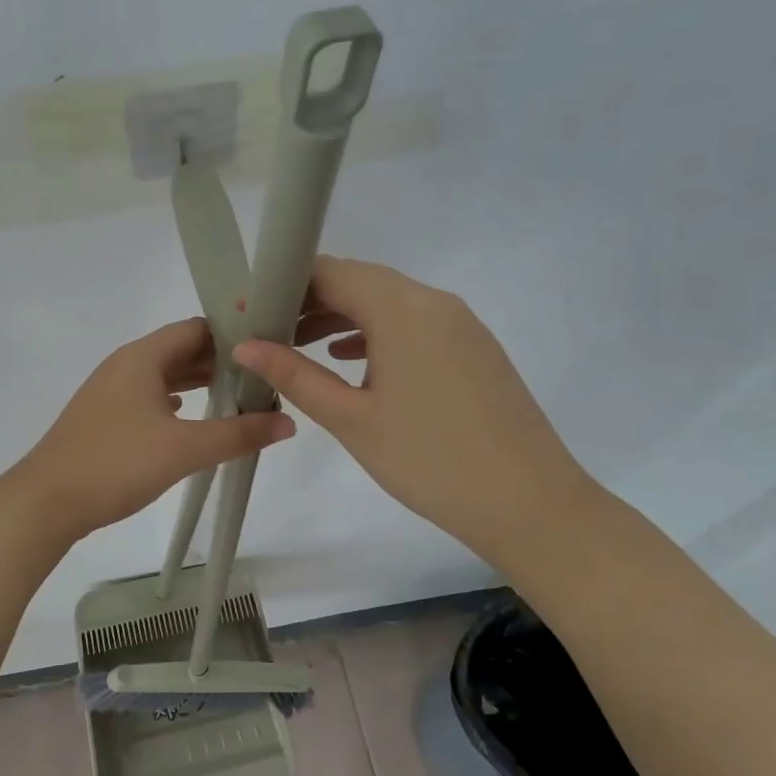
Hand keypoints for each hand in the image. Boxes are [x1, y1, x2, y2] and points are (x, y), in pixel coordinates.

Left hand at [13, 318, 295, 541]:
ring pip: (164, 373)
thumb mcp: (185, 449)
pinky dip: (175, 399)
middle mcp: (126, 364)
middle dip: (222, 360)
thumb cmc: (116, 464)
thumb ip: (239, 434)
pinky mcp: (105, 415)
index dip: (234, 334)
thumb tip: (288, 422)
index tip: (270, 347)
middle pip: (181, 349)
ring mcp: (111, 390)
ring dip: (199, 381)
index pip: (197, 328)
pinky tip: (191, 415)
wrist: (46, 501)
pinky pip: (149, 395)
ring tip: (239, 395)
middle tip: (264, 375)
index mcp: (142, 357)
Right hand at [231, 257, 598, 568]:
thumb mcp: (352, 419)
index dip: (286, 285)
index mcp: (403, 309)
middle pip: (360, 281)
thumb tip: (245, 346)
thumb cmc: (430, 460)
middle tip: (269, 331)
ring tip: (300, 346)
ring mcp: (460, 324)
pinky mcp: (474, 348)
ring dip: (343, 316)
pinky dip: (377, 333)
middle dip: (310, 300)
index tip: (252, 312)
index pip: (331, 271)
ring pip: (388, 302)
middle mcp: (434, 302)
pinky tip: (353, 360)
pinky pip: (415, 323)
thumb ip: (296, 375)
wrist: (530, 504)